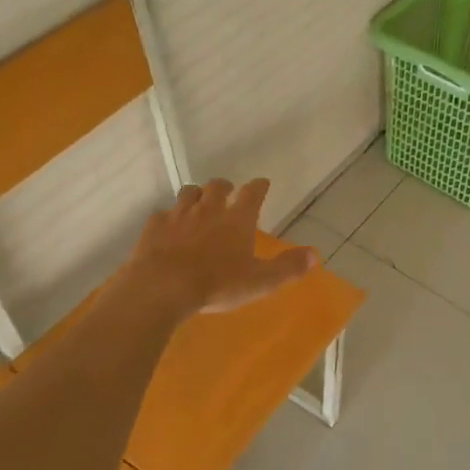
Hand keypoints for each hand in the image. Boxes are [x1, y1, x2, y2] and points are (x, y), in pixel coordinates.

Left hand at [129, 178, 316, 314]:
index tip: (262, 183)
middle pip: (216, 187)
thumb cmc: (217, 284)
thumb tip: (315, 256)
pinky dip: (168, 217)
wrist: (163, 287)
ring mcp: (178, 216)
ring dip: (195, 194)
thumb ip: (287, 268)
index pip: (252, 194)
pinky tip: (168, 226)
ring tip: (198, 201)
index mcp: (237, 220)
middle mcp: (209, 209)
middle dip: (224, 186)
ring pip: (188, 193)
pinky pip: (162, 214)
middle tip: (227, 191)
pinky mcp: (154, 228)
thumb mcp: (260, 282)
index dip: (258, 187)